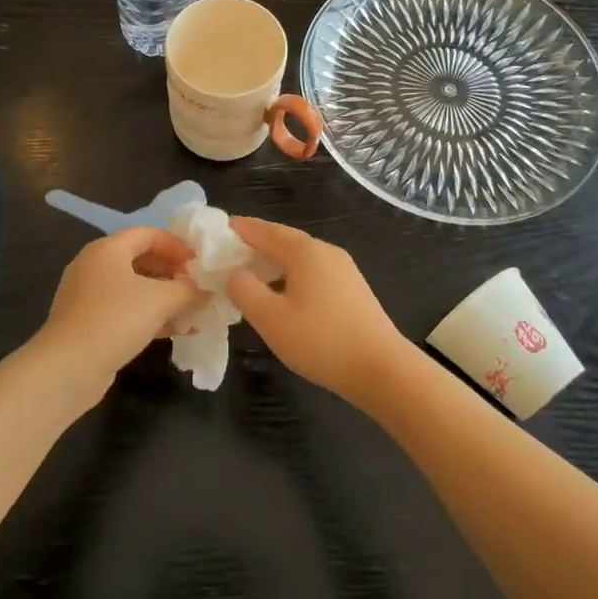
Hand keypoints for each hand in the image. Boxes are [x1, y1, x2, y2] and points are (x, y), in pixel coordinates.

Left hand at [36, 227, 201, 396]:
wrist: (68, 368)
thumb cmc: (116, 319)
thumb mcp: (161, 300)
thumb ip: (188, 290)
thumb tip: (206, 290)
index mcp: (107, 249)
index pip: (148, 233)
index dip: (176, 245)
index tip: (199, 263)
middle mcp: (94, 266)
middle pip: (140, 259)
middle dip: (172, 272)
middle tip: (196, 286)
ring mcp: (88, 296)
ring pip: (134, 288)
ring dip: (164, 297)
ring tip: (192, 310)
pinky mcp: (88, 323)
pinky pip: (125, 310)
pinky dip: (149, 316)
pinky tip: (175, 331)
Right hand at [225, 218, 414, 408]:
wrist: (382, 369)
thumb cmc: (321, 341)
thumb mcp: (270, 318)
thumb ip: (244, 290)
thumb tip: (235, 274)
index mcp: (305, 251)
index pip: (264, 230)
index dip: (239, 229)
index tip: (215, 232)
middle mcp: (326, 252)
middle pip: (284, 240)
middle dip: (255, 245)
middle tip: (226, 256)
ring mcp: (344, 270)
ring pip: (300, 258)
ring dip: (273, 263)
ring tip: (250, 277)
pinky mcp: (353, 291)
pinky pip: (313, 273)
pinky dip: (291, 276)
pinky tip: (282, 296)